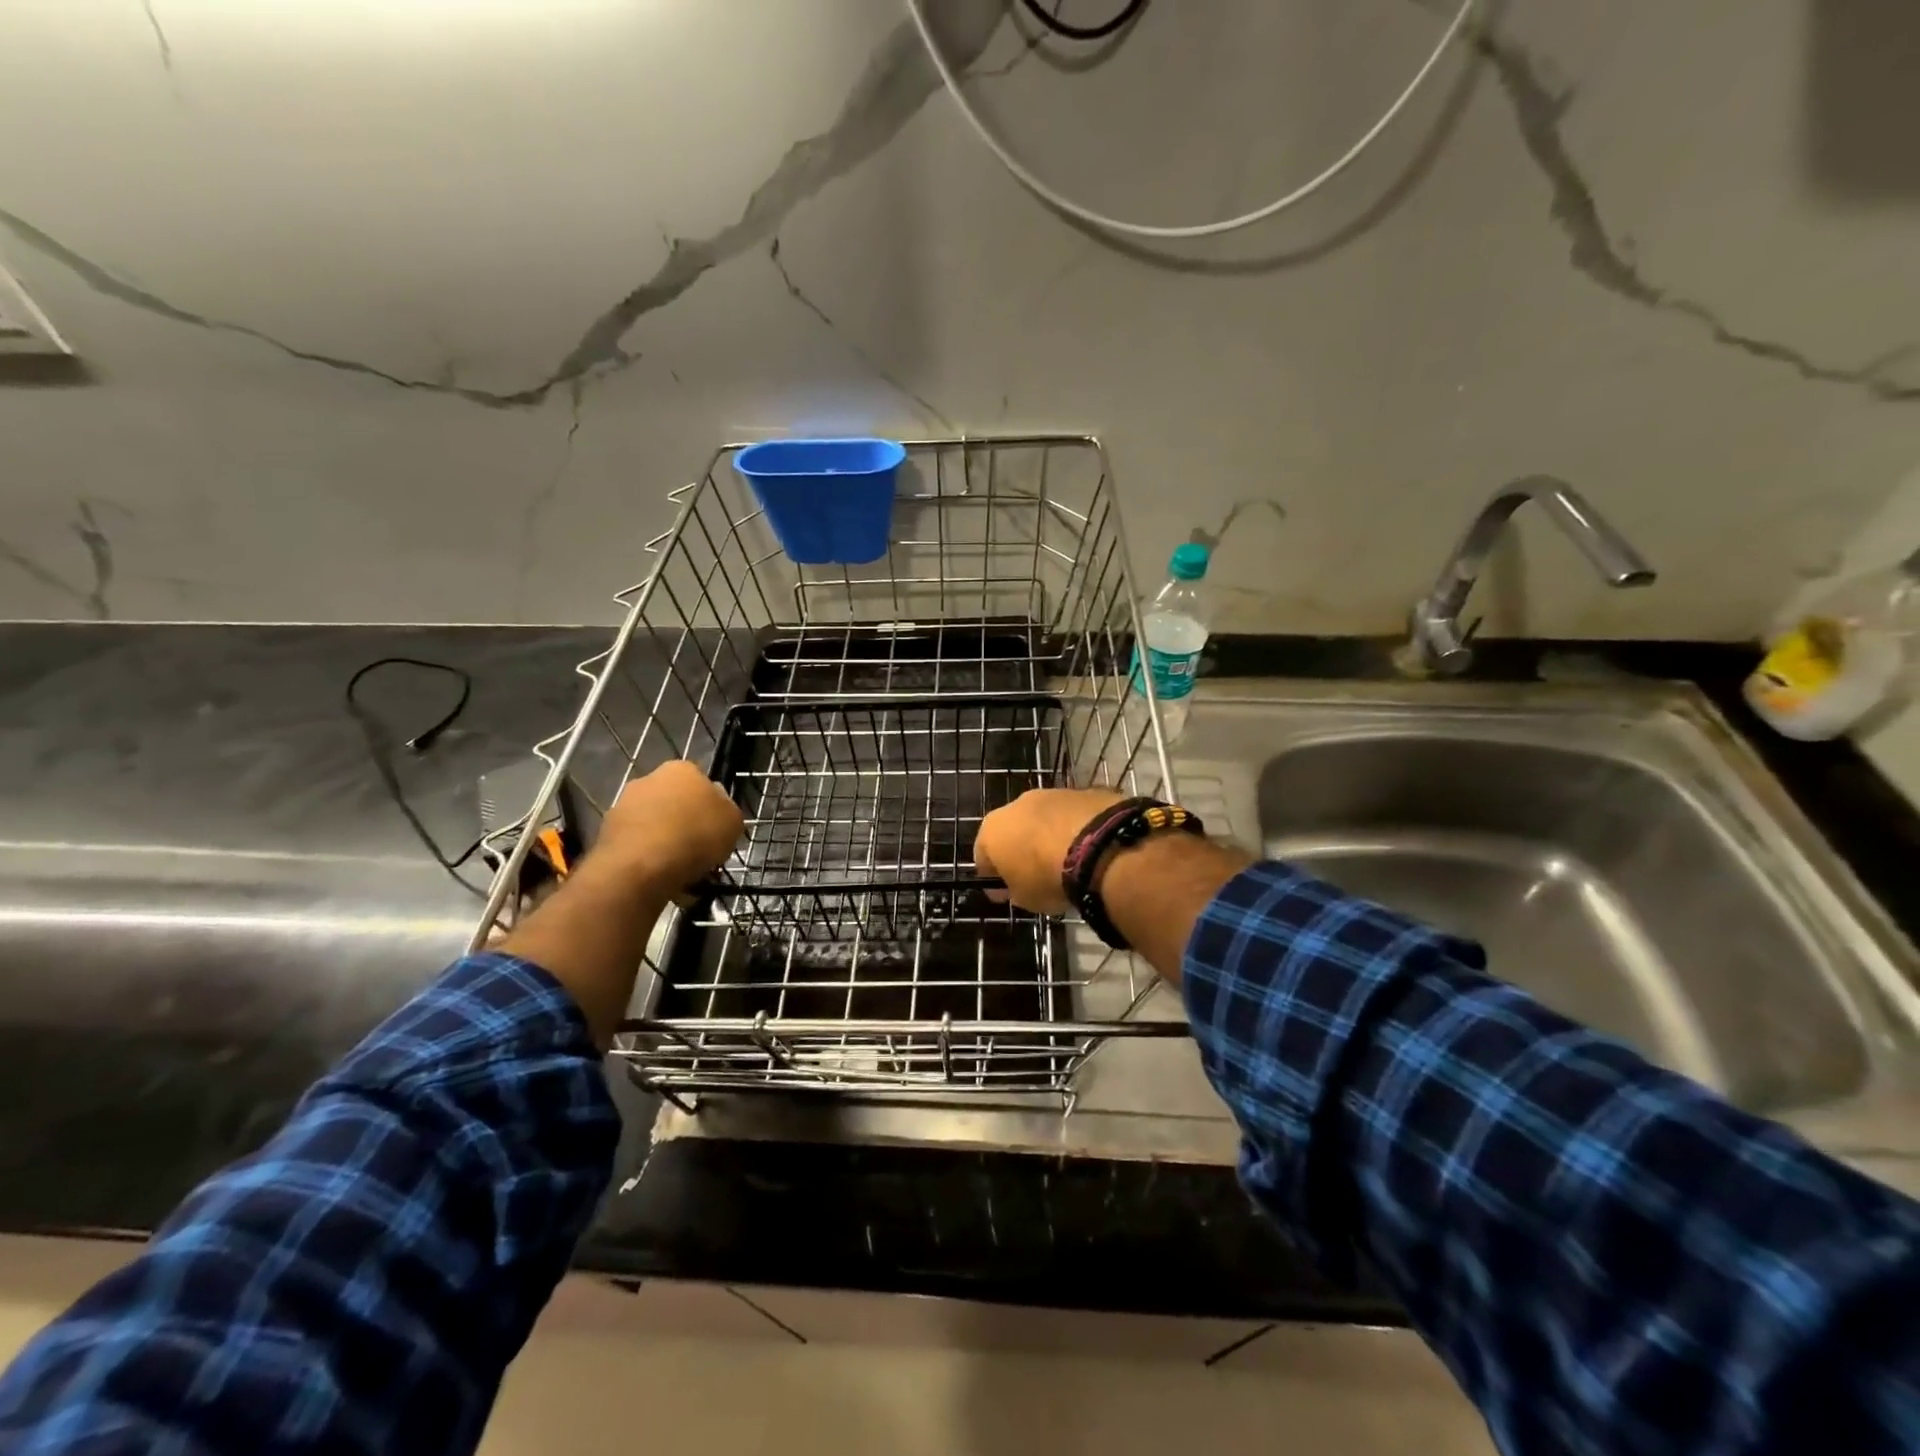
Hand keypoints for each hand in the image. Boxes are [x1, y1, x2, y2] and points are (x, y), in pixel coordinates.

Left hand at [593, 760, 743, 893]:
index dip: (711, 806)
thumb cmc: (695, 836)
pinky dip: (646, 857)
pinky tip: (658, 877)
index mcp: (682, 769)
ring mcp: (624, 804)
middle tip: (699, 849)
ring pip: (653, 823)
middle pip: (674, 801)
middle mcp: (649, 779)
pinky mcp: (606, 832)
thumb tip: (716, 804)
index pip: (701, 782)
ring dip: (664, 840)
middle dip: (684, 822)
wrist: (640, 867)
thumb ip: (726, 808)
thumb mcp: (733, 822)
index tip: (716, 829)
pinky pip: (636, 844)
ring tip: (679, 870)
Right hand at [973, 787, 1125, 914]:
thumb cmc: (1048, 877)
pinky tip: (1089, 848)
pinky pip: (1071, 814)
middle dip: (1021, 849)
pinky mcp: (1080, 791)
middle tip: (1038, 874)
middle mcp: (1015, 804)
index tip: (1007, 893)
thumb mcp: (1025, 899)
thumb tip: (1012, 887)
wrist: (1098, 847)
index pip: (983, 857)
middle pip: (1012, 830)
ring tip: (1068, 861)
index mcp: (991, 830)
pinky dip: (1075, 828)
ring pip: (1042, 818)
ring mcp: (1049, 793)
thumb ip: (1014, 890)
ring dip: (1049, 835)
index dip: (994, 877)